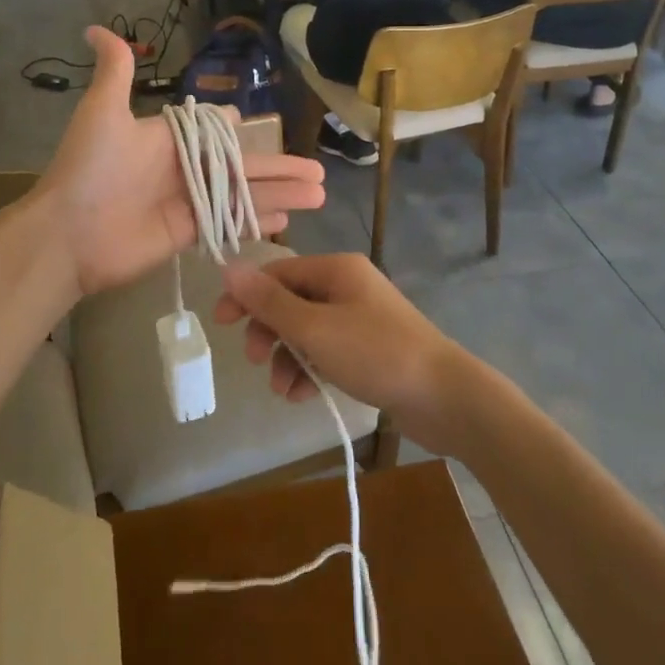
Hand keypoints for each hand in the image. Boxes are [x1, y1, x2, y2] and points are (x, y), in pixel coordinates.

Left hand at [31, 29, 326, 299]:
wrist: (67, 233)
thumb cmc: (89, 168)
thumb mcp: (103, 111)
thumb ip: (115, 70)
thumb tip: (96, 27)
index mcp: (168, 139)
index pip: (211, 131)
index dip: (235, 129)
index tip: (259, 124)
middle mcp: (183, 169)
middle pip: (241, 165)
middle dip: (280, 166)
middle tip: (318, 169)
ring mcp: (188, 202)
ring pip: (244, 194)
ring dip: (282, 193)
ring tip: (319, 194)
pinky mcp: (188, 234)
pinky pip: (230, 223)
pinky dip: (258, 220)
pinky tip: (288, 220)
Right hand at [213, 254, 474, 453]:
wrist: (445, 397)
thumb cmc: (376, 353)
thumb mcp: (315, 328)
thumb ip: (270, 302)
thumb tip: (229, 268)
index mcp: (336, 269)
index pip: (277, 272)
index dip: (246, 295)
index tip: (220, 323)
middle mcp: (347, 286)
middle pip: (290, 301)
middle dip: (269, 331)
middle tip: (257, 361)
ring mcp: (360, 318)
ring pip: (307, 331)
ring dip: (289, 358)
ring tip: (284, 390)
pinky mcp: (369, 349)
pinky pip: (326, 351)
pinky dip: (311, 369)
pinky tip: (304, 396)